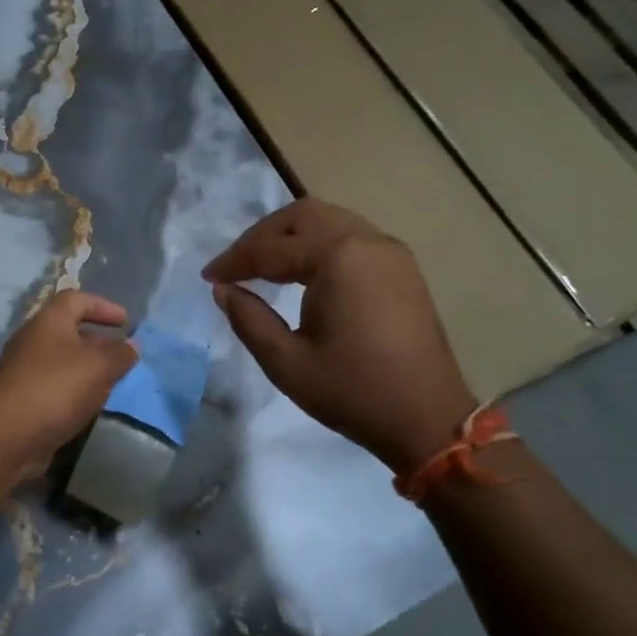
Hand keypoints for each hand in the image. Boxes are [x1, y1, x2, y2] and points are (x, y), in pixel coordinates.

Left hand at [0, 290, 138, 468]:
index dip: (103, 305)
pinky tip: (87, 405)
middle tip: (121, 355)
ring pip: (61, 360)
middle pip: (68, 330)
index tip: (126, 321)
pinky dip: (73, 389)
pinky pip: (53, 385)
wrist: (6, 436)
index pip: (76, 299)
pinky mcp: (21, 398)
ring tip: (110, 382)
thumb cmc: (55, 388)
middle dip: (97, 340)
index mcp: (48, 321)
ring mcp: (23, 370)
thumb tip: (131, 345)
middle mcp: (32, 340)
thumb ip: (120, 354)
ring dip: (86, 368)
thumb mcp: (99, 366)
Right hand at [204, 200, 476, 474]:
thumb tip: (223, 289)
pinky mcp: (402, 267)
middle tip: (236, 265)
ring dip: (290, 236)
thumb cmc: (354, 392)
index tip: (208, 277)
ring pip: (328, 220)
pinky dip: (318, 244)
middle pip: (302, 216)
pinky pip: (350, 236)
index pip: (272, 248)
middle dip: (262, 236)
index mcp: (338, 258)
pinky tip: (302, 273)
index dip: (234, 261)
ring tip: (263, 266)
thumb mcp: (287, 363)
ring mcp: (390, 251)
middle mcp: (366, 241)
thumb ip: (249, 319)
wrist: (428, 419)